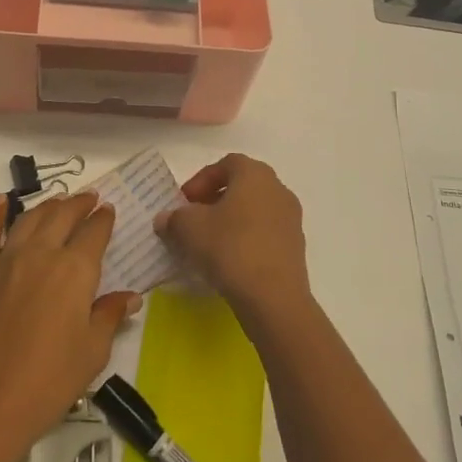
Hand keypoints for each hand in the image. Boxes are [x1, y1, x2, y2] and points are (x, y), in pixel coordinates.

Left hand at [0, 191, 139, 461]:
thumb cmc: (48, 383)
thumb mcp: (92, 353)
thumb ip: (110, 316)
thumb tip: (131, 297)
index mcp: (75, 270)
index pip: (94, 232)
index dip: (103, 219)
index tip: (108, 210)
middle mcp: (41, 253)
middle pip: (62, 216)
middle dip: (79, 204)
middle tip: (89, 198)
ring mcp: (5, 259)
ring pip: (29, 218)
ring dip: (47, 205)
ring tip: (57, 200)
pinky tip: (0, 203)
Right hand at [159, 154, 310, 330]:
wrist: (274, 297)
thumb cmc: (230, 248)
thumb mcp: (189, 229)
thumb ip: (174, 218)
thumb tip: (165, 219)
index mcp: (255, 174)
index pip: (225, 164)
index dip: (201, 180)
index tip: (184, 202)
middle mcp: (278, 189)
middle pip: (242, 186)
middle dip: (214, 200)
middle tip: (193, 220)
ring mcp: (291, 219)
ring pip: (254, 211)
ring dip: (230, 221)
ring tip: (208, 244)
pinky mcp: (296, 247)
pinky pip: (265, 233)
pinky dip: (246, 239)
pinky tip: (230, 261)